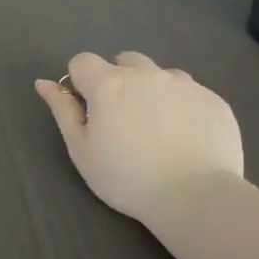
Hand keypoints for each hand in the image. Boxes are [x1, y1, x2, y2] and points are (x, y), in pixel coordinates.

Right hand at [35, 52, 242, 223]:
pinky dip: (182, 107)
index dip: (81, 83)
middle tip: (123, 120)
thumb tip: (44, 82)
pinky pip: (191, 93)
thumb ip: (63, 111)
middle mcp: (146, 74)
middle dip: (118, 81)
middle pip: (124, 61)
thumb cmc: (127, 179)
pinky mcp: (214, 99)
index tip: (89, 111)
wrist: (196, 197)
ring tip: (158, 129)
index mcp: (109, 84)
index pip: (82, 61)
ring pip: (159, 74)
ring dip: (152, 91)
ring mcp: (184, 84)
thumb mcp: (82, 150)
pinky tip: (186, 138)